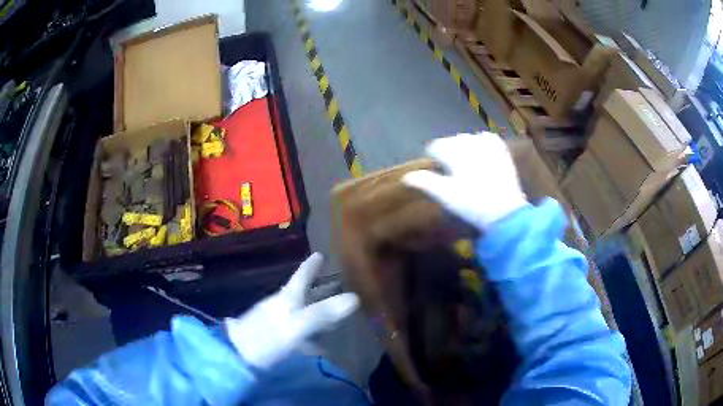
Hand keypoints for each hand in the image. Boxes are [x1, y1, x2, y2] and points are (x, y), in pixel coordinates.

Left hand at [225, 253, 358, 369]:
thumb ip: (322, 313)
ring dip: (317, 308)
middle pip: (304, 293)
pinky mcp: (277, 337)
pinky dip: (311, 331)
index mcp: (287, 298)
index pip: (301, 277)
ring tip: (334, 309)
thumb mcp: (295, 325)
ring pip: (302, 311)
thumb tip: (355, 297)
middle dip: (320, 287)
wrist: (238, 357)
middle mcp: (283, 306)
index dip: (311, 266)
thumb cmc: (266, 338)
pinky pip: (299, 329)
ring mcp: (278, 322)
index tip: (320, 253)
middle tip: (338, 281)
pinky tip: (320, 341)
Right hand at [402, 133, 526, 229]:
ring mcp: (487, 145)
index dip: (432, 156)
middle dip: (448, 150)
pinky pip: (488, 138)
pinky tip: (481, 152)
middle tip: (448, 166)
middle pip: (452, 140)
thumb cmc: (472, 204)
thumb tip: (405, 177)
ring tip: (464, 161)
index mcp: (454, 152)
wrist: (505, 212)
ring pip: (469, 138)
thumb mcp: (445, 196)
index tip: (434, 166)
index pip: (436, 146)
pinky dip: (481, 142)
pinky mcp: (501, 151)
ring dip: (463, 146)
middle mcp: (470, 143)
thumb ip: (425, 182)